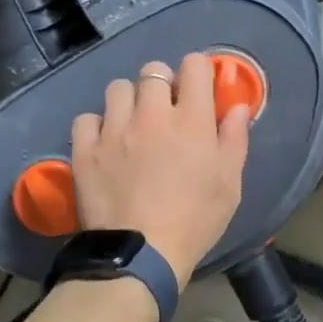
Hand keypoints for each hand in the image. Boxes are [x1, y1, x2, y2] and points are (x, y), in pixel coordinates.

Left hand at [71, 54, 251, 285]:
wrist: (141, 255)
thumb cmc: (194, 221)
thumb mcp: (230, 184)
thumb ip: (234, 139)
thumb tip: (237, 106)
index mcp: (191, 120)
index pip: (194, 66)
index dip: (197, 72)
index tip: (197, 89)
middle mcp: (151, 114)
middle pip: (153, 71)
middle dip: (162, 84)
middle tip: (165, 110)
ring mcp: (114, 129)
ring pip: (117, 88)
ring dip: (128, 100)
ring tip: (132, 125)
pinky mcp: (85, 149)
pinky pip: (87, 118)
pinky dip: (96, 126)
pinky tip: (105, 144)